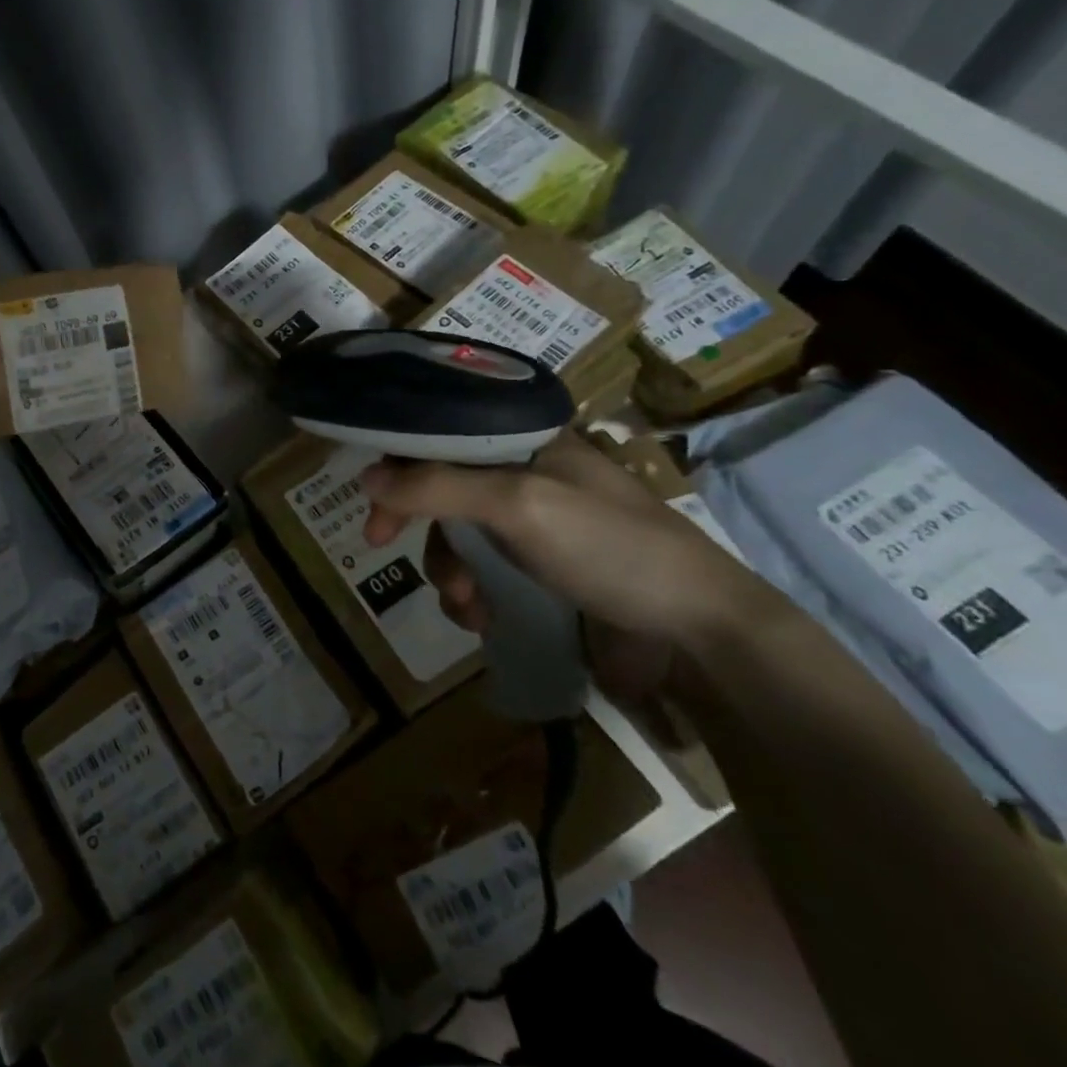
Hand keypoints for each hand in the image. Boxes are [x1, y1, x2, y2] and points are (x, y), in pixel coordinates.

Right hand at [358, 431, 771, 697]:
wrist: (700, 634)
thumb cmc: (610, 548)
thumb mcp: (518, 505)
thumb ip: (437, 486)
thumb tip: (366, 476)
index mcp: (524, 440)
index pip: (441, 431)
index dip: (400, 458)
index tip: (372, 495)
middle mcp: (523, 473)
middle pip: (439, 483)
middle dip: (414, 519)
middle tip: (378, 540)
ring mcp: (531, 523)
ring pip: (455, 533)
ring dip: (446, 569)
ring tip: (465, 605)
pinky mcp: (538, 569)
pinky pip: (480, 571)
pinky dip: (469, 594)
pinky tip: (481, 618)